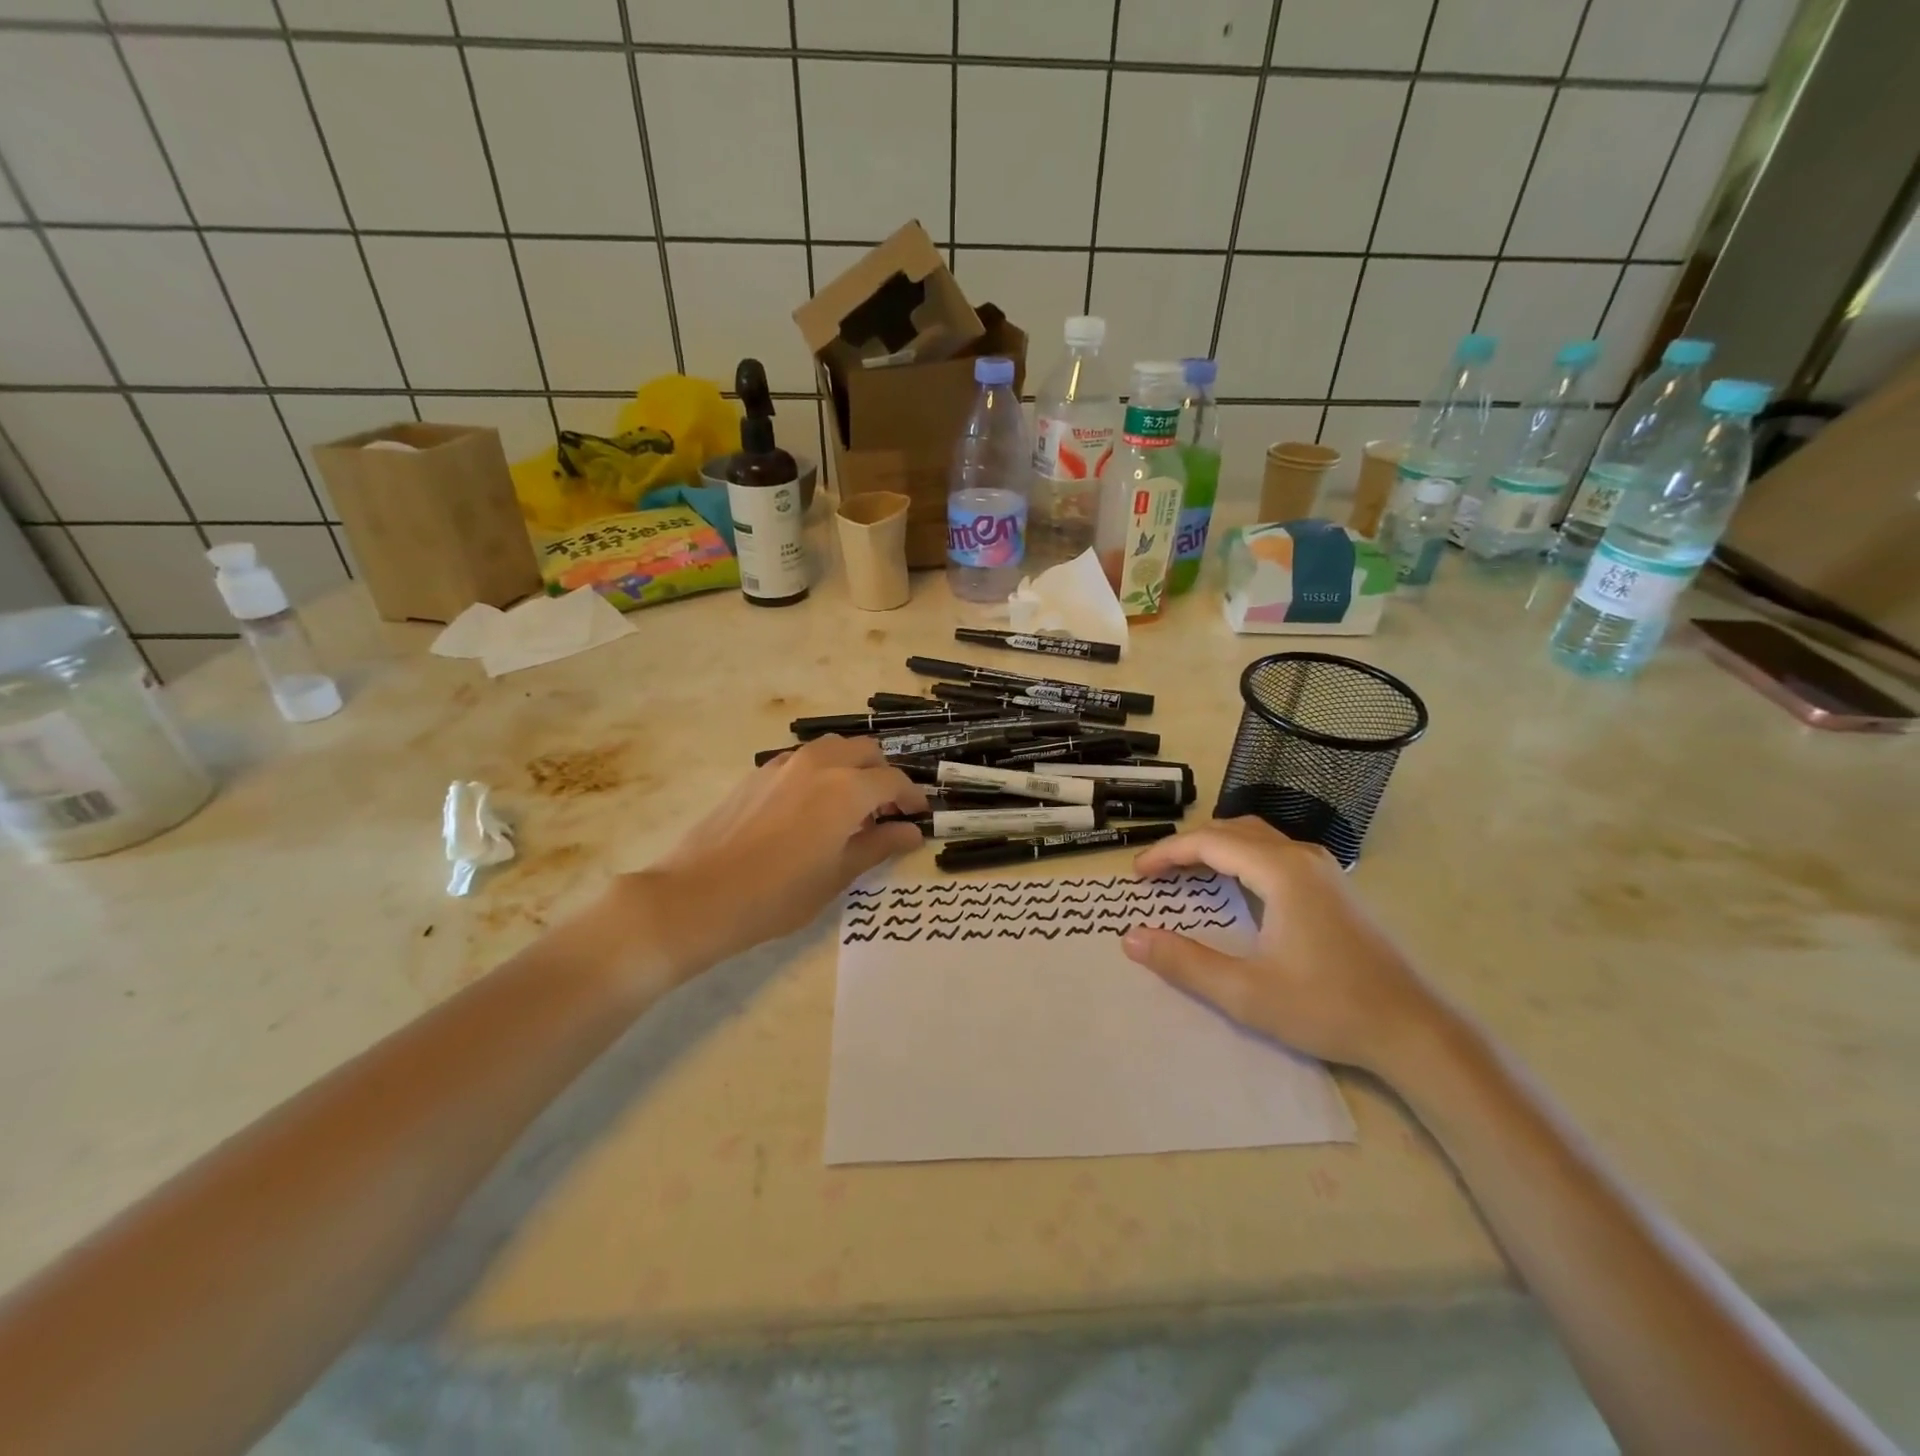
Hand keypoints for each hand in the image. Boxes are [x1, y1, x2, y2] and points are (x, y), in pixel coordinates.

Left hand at [614, 736, 926, 980]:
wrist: (699, 895)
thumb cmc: (778, 894)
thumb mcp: (837, 875)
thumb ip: (878, 846)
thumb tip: (911, 832)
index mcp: (846, 789)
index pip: (893, 781)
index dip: (912, 797)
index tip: (918, 816)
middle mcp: (819, 764)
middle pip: (866, 752)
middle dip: (884, 776)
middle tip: (885, 812)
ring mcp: (785, 764)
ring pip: (834, 748)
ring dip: (853, 768)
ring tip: (850, 807)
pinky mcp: (759, 773)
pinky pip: (804, 760)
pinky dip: (823, 772)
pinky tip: (813, 809)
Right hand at [1122, 817, 1447, 1075]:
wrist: (1414, 1030)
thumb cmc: (1327, 1007)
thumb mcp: (1245, 993)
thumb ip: (1184, 963)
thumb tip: (1131, 938)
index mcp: (1280, 871)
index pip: (1209, 842)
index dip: (1166, 853)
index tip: (1136, 874)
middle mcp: (1302, 857)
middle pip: (1232, 831)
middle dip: (1188, 846)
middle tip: (1157, 873)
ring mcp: (1324, 869)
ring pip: (1257, 838)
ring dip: (1216, 849)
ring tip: (1187, 874)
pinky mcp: (1335, 888)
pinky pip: (1275, 853)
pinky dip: (1241, 858)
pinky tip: (1235, 888)